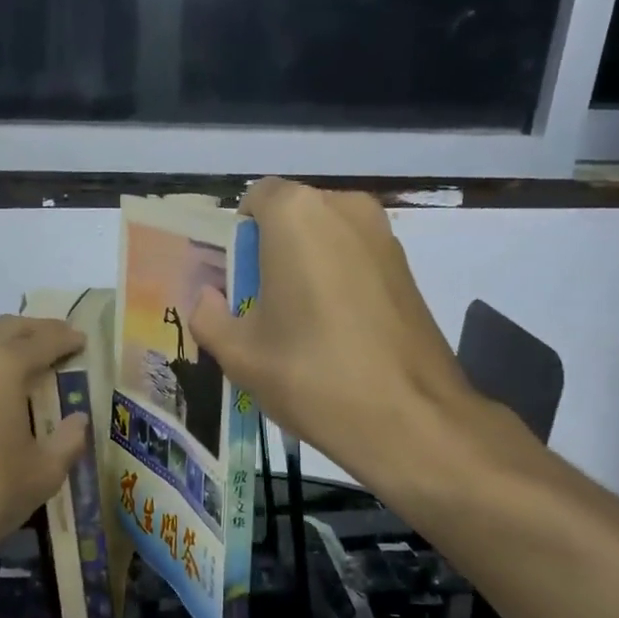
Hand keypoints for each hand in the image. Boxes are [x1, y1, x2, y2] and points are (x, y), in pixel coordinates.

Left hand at [0, 315, 90, 561]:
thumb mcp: (43, 473)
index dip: (67, 338)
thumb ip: (68, 441)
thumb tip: (79, 420)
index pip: (42, 340)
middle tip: (59, 341)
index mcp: (2, 369)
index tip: (84, 340)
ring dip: (4, 344)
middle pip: (5, 329)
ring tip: (25, 362)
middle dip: (35, 329)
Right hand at [187, 179, 521, 496]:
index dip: (238, 239)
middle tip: (261, 308)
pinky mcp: (407, 268)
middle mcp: (344, 208)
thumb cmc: (312, 375)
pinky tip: (336, 333)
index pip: (254, 199)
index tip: (236, 283)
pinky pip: (355, 259)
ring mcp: (384, 236)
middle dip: (272, 252)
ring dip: (305, 267)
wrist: (409, 418)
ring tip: (299, 325)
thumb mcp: (239, 354)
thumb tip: (208, 299)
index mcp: (297, 215)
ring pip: (326, 239)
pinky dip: (337, 281)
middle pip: (292, 217)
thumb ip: (209, 316)